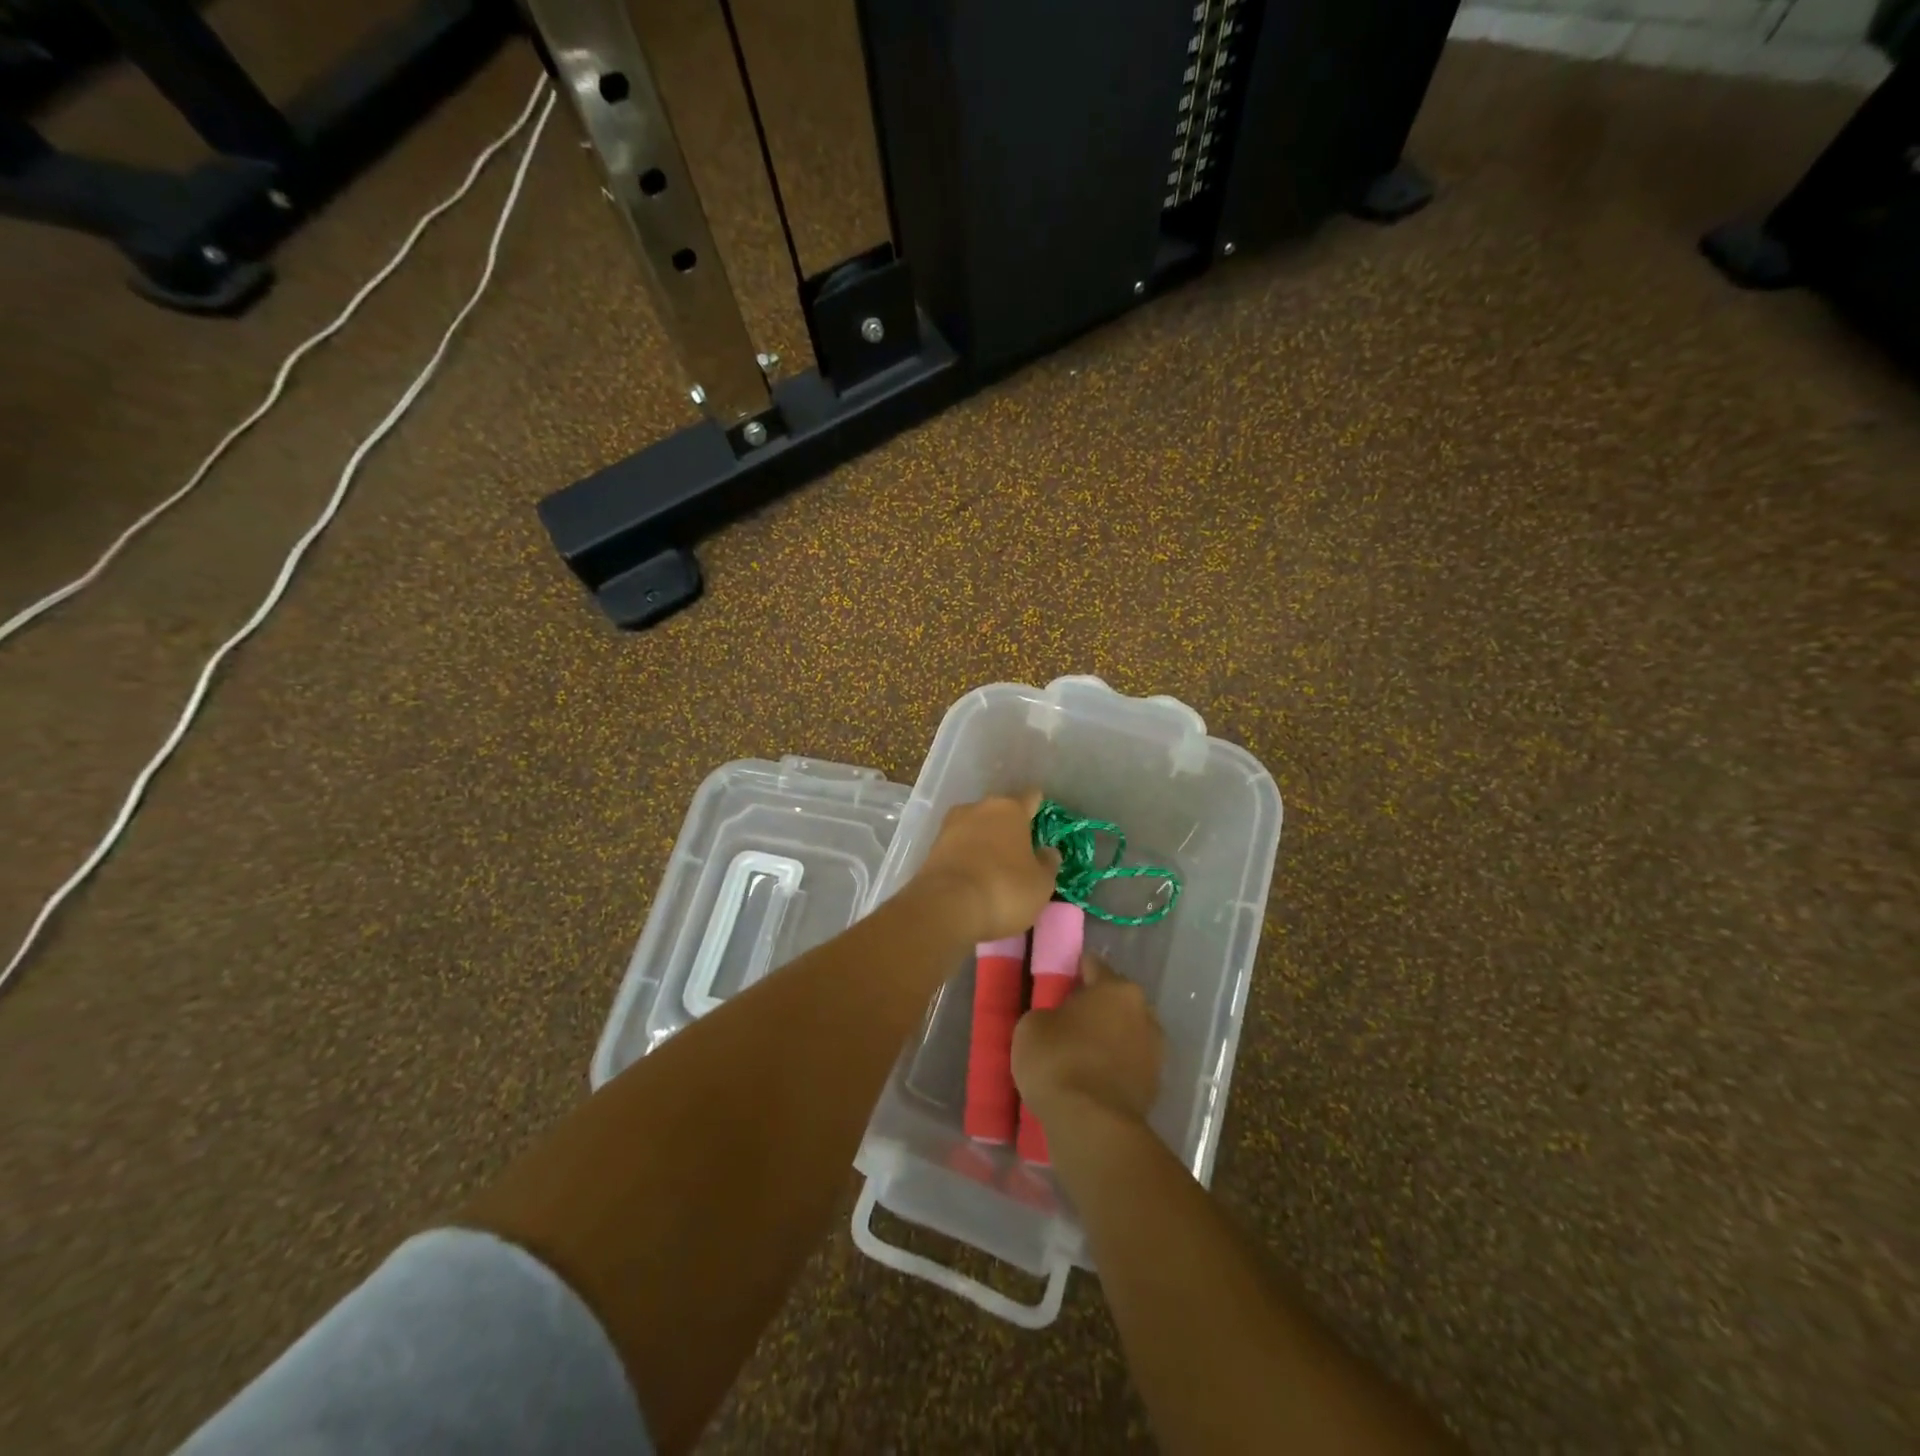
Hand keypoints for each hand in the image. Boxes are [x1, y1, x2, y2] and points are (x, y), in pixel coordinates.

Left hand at [911, 791, 1059, 943]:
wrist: (945, 907)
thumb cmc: (1004, 890)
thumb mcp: (1041, 884)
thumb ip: (1048, 863)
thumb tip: (1048, 851)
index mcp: (1010, 809)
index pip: (1031, 798)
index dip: (1038, 808)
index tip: (1042, 822)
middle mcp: (979, 808)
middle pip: (1000, 812)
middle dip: (1009, 827)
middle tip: (1020, 851)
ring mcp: (951, 825)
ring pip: (976, 827)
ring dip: (985, 841)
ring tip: (995, 866)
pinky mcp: (932, 847)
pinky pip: (958, 846)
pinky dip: (967, 856)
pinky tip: (974, 876)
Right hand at [1012, 953, 1163, 1125]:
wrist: (1092, 1126)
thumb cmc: (1058, 1060)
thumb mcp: (1032, 1025)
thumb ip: (1049, 1013)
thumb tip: (1059, 1022)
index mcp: (1117, 989)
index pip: (1093, 966)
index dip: (1073, 970)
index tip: (1057, 982)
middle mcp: (1144, 1013)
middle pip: (1115, 1001)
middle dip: (1095, 1007)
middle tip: (1066, 1019)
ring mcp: (1155, 1053)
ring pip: (1125, 1034)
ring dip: (1106, 1040)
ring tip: (1078, 1054)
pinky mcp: (1155, 1088)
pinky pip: (1127, 1067)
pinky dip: (1112, 1069)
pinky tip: (1090, 1080)